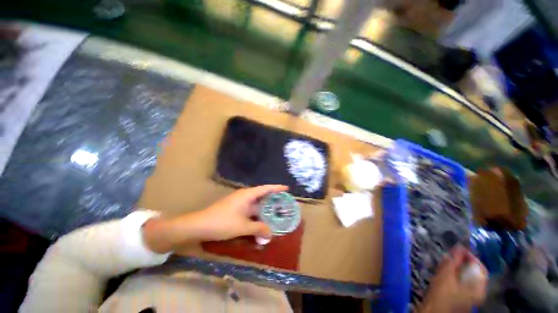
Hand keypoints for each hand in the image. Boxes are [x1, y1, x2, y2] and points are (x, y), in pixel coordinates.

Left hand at [185, 185, 287, 240]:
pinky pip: (250, 211)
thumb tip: (271, 234)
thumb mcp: (242, 226)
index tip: (287, 189)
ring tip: (276, 214)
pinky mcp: (236, 210)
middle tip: (284, 205)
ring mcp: (239, 203)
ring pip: (256, 205)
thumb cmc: (222, 222)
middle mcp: (245, 196)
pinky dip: (257, 216)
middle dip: (273, 200)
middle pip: (262, 196)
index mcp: (247, 195)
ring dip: (265, 210)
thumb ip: (258, 229)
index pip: (266, 188)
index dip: (277, 188)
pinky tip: (261, 222)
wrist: (199, 225)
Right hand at [420, 245, 487, 312]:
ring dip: (457, 268)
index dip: (471, 256)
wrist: (433, 311)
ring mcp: (470, 297)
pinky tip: (444, 273)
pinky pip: (461, 282)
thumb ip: (453, 260)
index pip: (480, 267)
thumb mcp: (446, 275)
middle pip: (473, 273)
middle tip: (450, 256)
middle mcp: (478, 292)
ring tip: (445, 263)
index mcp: (479, 288)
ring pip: (466, 277)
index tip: (458, 249)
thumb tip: (459, 246)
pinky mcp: (461, 298)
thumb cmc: (442, 294)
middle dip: (462, 263)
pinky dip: (454, 275)